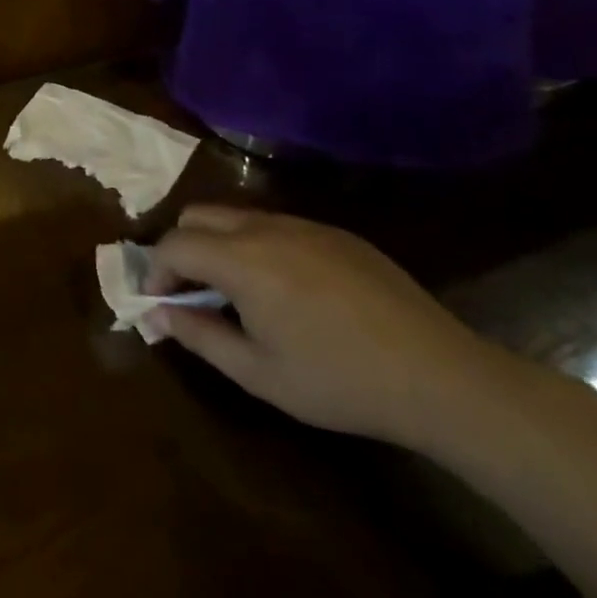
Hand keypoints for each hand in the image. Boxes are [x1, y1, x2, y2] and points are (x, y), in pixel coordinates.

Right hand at [147, 206, 506, 447]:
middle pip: (198, 215)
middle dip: (181, 249)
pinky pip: (278, 226)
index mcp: (242, 260)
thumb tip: (158, 313)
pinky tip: (285, 291)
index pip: (174, 245)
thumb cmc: (339, 381)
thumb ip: (198, 336)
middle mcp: (267, 229)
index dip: (154, 272)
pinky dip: (257, 246)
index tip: (159, 303)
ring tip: (236, 294)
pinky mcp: (338, 234)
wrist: (441, 378)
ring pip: (237, 217)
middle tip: (191, 292)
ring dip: (219, 245)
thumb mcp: (257, 372)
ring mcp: (306, 226)